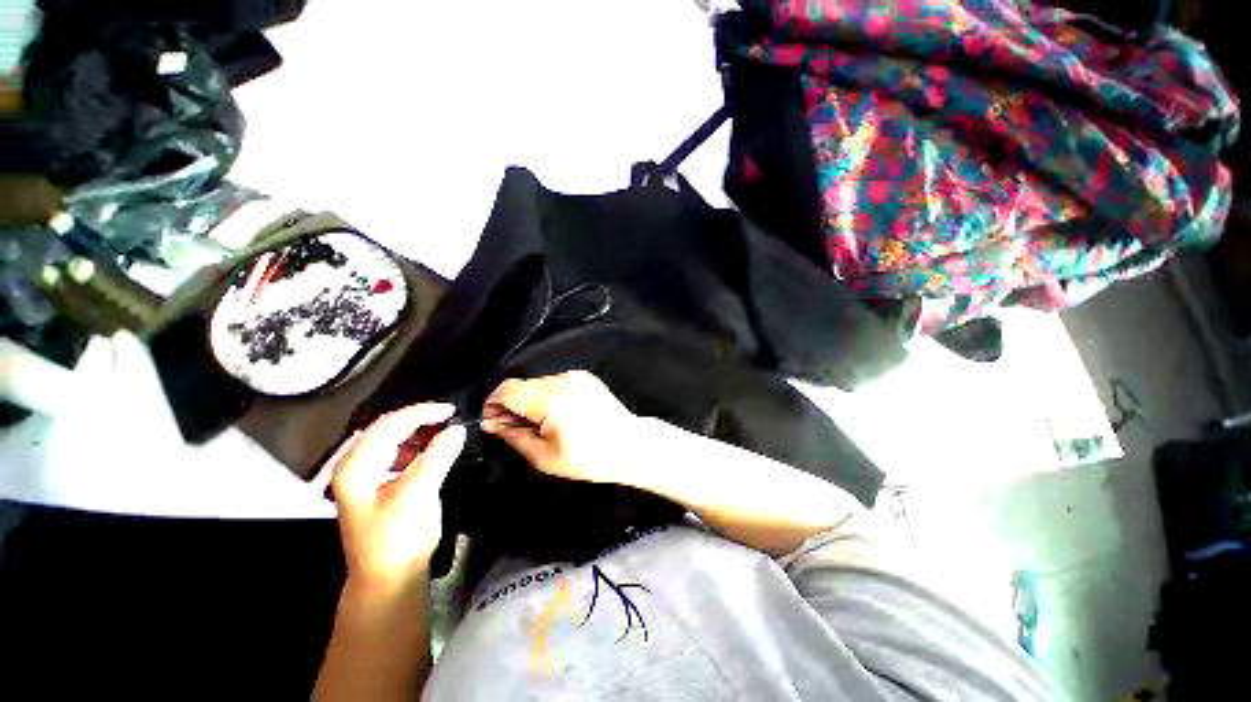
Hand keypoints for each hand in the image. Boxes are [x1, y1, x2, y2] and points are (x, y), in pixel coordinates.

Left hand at [328, 404, 465, 594]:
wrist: (389, 580)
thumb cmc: (398, 537)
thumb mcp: (418, 493)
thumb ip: (437, 456)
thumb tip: (458, 428)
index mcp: (356, 467)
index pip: (388, 425)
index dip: (420, 412)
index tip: (451, 410)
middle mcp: (356, 467)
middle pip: (387, 429)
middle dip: (419, 418)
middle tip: (450, 416)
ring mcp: (367, 477)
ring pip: (393, 440)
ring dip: (419, 431)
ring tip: (445, 428)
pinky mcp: (380, 486)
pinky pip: (399, 454)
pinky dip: (419, 445)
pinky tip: (434, 447)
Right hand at [482, 371, 638, 484]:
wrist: (629, 445)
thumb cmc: (589, 458)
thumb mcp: (544, 457)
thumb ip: (514, 436)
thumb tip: (492, 423)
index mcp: (550, 398)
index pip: (507, 390)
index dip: (493, 405)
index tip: (494, 422)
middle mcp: (561, 379)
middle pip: (521, 385)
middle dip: (511, 405)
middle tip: (514, 428)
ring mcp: (575, 376)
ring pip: (538, 383)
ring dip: (530, 400)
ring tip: (540, 424)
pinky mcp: (585, 377)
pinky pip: (555, 383)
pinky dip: (548, 396)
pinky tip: (557, 414)